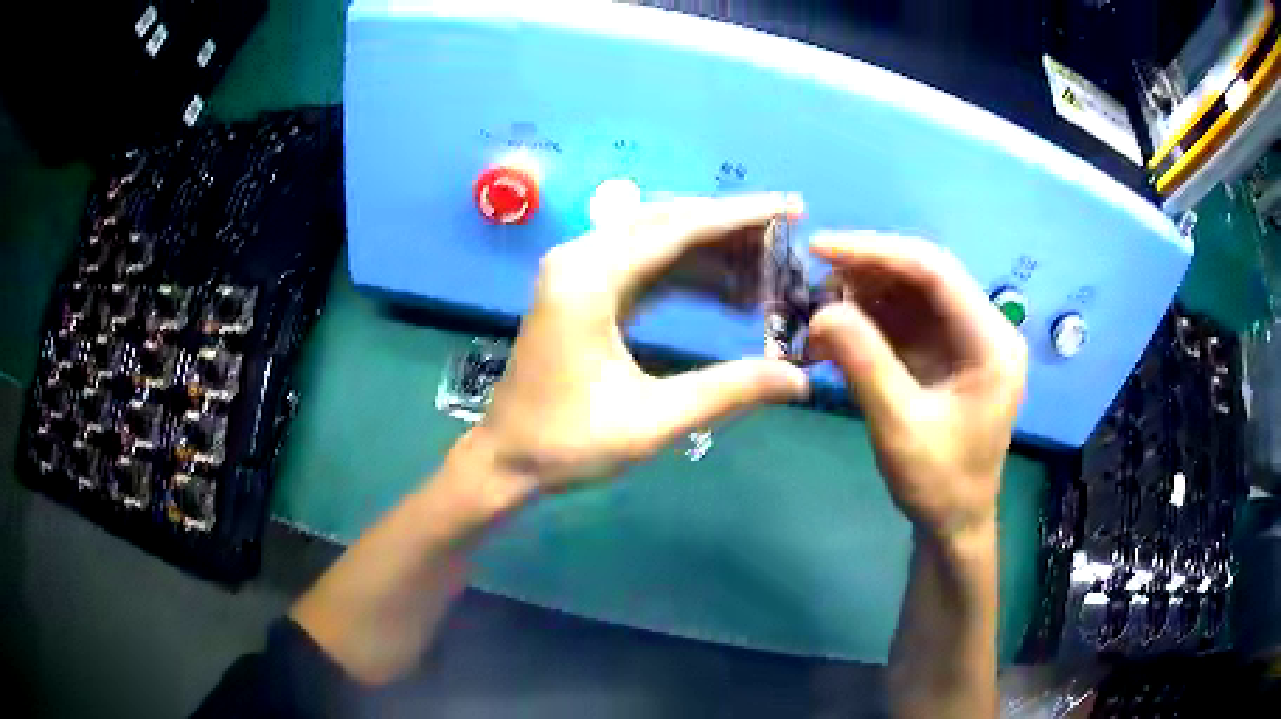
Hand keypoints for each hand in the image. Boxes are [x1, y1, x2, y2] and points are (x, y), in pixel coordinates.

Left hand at [473, 194, 810, 493]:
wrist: (505, 460)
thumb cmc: (567, 444)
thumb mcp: (652, 421)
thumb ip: (728, 391)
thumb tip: (800, 380)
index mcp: (589, 277)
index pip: (678, 227)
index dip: (741, 216)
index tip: (791, 206)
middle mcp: (581, 258)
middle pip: (668, 222)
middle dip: (731, 228)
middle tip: (787, 238)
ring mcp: (578, 272)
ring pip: (658, 240)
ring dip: (712, 251)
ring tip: (766, 272)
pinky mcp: (583, 291)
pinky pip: (644, 265)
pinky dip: (687, 273)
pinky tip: (726, 292)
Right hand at [805, 233, 1026, 542]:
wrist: (954, 521)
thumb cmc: (938, 482)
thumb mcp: (899, 426)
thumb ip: (864, 363)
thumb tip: (822, 312)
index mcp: (991, 342)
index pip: (935, 271)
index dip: (876, 252)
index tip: (820, 248)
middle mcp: (985, 328)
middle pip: (924, 274)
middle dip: (867, 273)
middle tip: (815, 286)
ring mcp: (967, 339)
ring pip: (911, 293)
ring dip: (863, 297)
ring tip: (819, 315)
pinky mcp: (948, 352)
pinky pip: (906, 319)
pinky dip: (869, 321)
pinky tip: (836, 335)